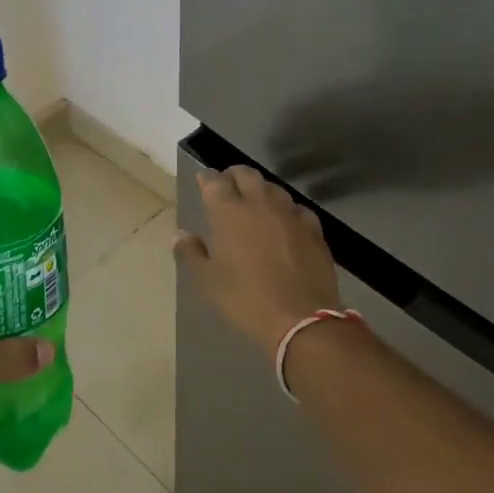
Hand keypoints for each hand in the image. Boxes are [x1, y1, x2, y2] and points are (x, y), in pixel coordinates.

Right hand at [174, 166, 341, 357]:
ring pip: (273, 188)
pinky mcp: (313, 228)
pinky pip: (297, 208)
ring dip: (261, 190)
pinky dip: (286, 210)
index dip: (207, 178)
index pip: (215, 181)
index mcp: (229, 212)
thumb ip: (191, 253)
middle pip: (246, 174)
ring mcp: (290, 213)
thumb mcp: (208, 281)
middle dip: (234, 175)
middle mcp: (260, 203)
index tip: (203, 180)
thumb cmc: (246, 299)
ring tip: (255, 202)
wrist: (301, 318)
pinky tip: (285, 222)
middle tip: (227, 184)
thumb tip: (180, 235)